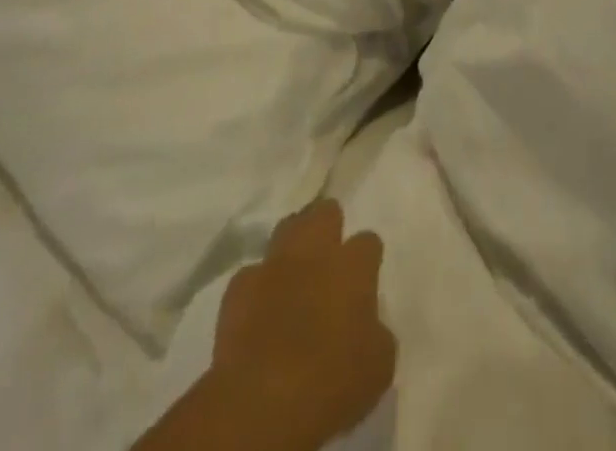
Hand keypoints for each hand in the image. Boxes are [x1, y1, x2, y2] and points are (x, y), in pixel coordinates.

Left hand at [133, 199, 395, 450]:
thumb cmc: (332, 384)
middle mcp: (316, 252)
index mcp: (354, 266)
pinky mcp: (238, 289)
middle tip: (328, 255)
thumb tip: (367, 325)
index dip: (366, 259)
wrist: (263, 402)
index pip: (368, 242)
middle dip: (328, 226)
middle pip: (325, 213)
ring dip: (292, 245)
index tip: (364, 278)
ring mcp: (275, 265)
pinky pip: (250, 274)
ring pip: (286, 229)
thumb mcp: (378, 365)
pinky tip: (259, 307)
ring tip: (294, 270)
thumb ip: (375, 331)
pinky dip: (257, 286)